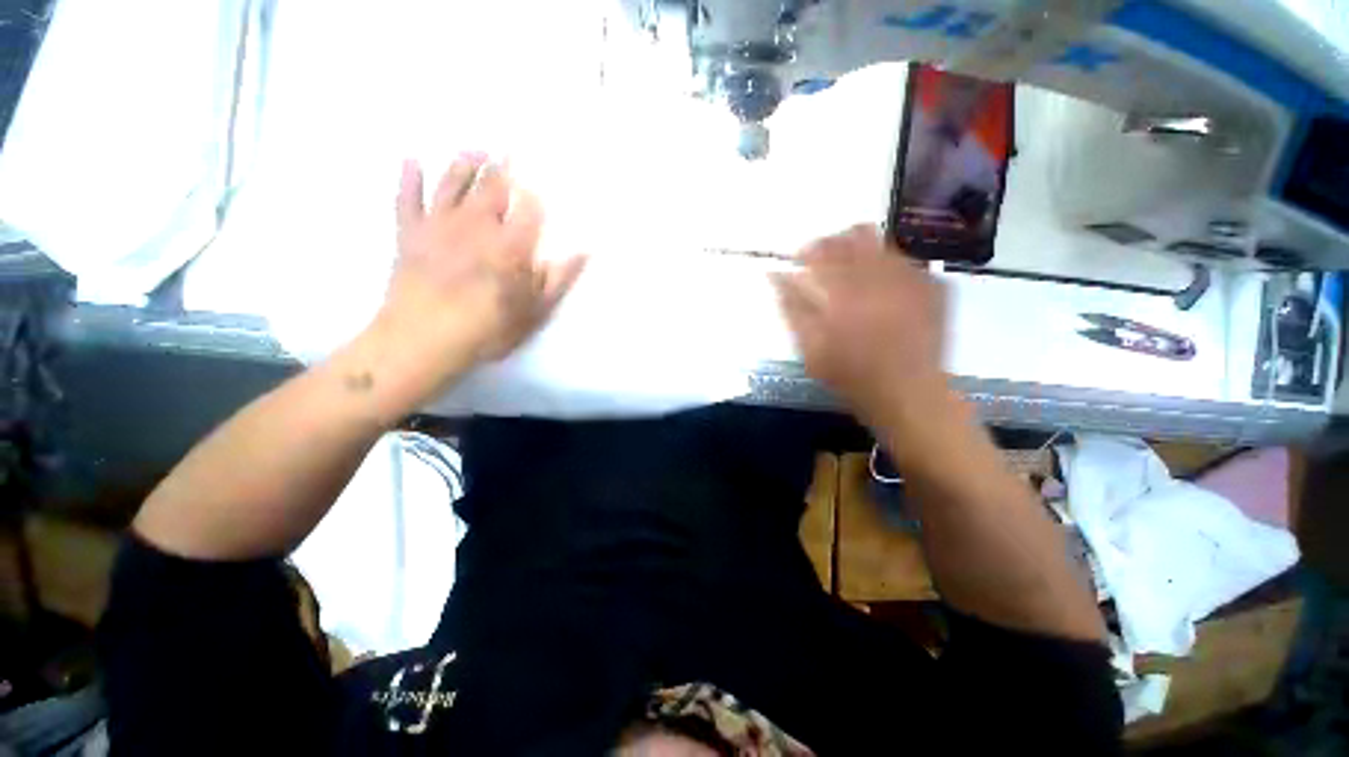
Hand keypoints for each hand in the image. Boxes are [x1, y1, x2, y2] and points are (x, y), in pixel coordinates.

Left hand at [367, 153, 586, 405]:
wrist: (424, 339)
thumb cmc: (488, 328)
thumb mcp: (536, 311)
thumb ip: (560, 279)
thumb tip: (585, 251)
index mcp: (511, 244)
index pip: (528, 209)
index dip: (534, 196)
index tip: (538, 185)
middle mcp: (477, 224)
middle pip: (491, 188)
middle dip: (501, 168)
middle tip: (507, 149)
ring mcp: (439, 225)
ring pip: (452, 184)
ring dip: (463, 164)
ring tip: (474, 149)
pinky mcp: (409, 233)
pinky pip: (407, 198)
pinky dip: (409, 178)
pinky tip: (411, 160)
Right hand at [770, 225, 948, 426]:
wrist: (907, 392)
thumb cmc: (850, 375)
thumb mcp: (810, 348)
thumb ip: (792, 308)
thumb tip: (776, 275)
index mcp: (846, 290)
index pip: (824, 250)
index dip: (809, 250)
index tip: (799, 258)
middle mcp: (880, 276)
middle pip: (856, 235)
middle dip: (836, 243)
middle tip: (826, 262)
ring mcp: (912, 278)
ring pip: (883, 244)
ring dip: (862, 252)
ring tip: (854, 275)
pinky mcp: (933, 287)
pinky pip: (907, 261)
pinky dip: (889, 267)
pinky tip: (883, 287)